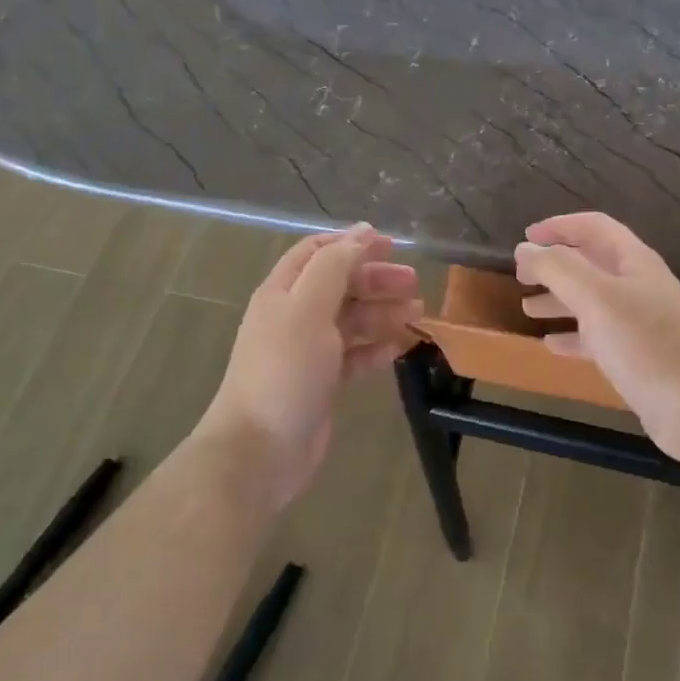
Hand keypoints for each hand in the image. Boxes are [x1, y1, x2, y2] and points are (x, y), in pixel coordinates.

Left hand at [198, 224, 422, 508]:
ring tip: (418, 314)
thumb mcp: (308, 308)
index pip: (316, 252)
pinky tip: (399, 348)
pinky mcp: (322, 383)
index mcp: (283, 292)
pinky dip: (376, 348)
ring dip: (382, 312)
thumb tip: (361, 232)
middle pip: (339, 285)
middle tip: (414, 283)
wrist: (261, 448)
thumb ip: (334, 266)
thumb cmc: (285, 370)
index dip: (351, 243)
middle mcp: (293, 316)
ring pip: (350, 321)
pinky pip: (354, 356)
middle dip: (375, 279)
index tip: (391, 244)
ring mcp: (308, 351)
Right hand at [515, 213, 679, 464]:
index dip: (559, 226)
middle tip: (520, 276)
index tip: (525, 238)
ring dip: (558, 300)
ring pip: (590, 301)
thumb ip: (558, 269)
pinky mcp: (635, 357)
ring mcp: (638, 323)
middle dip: (554, 265)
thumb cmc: (646, 344)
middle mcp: (636, 287)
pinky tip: (550, 345)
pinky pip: (596, 338)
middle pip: (590, 264)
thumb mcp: (596, 297)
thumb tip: (525, 249)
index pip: (594, 228)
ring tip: (526, 308)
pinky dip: (571, 337)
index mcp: (633, 263)